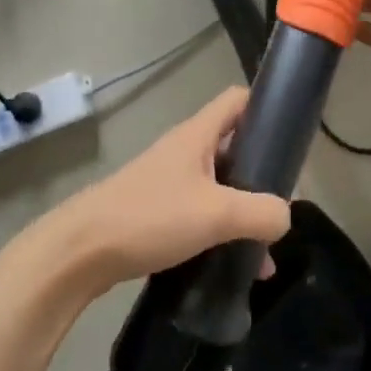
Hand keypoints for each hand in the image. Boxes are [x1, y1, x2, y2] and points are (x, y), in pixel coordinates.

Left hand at [45, 88, 291, 292]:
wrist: (80, 253)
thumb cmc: (150, 218)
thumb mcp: (217, 213)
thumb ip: (261, 213)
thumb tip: (284, 218)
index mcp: (197, 137)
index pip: (237, 101)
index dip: (266, 108)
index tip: (290, 137)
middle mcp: (183, 153)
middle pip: (234, 150)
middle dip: (262, 177)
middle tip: (281, 208)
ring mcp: (167, 184)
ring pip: (218, 190)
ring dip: (242, 215)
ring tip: (263, 257)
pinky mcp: (155, 214)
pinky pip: (199, 217)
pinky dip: (220, 235)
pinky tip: (232, 268)